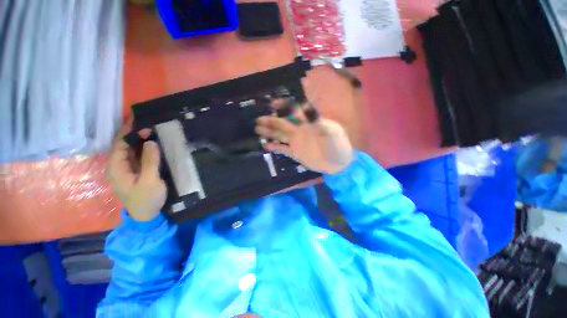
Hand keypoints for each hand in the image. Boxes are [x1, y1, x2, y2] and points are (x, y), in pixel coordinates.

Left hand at [108, 120, 165, 221]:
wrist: (146, 214)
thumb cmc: (146, 199)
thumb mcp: (150, 181)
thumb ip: (150, 161)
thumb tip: (151, 141)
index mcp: (116, 167)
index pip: (119, 144)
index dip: (129, 131)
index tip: (140, 120)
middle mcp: (118, 165)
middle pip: (124, 145)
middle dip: (134, 133)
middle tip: (150, 122)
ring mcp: (127, 168)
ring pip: (131, 149)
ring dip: (140, 139)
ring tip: (153, 129)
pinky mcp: (135, 171)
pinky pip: (138, 155)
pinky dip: (144, 147)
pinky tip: (153, 143)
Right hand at [255, 101, 353, 174]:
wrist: (338, 164)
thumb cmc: (338, 146)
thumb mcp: (332, 132)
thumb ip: (318, 122)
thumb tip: (307, 110)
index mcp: (308, 123)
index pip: (294, 112)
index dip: (284, 107)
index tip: (273, 104)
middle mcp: (300, 130)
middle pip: (283, 124)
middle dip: (271, 121)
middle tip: (258, 119)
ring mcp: (296, 142)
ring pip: (280, 135)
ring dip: (269, 132)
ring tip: (257, 129)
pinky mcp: (295, 153)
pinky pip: (283, 149)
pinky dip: (274, 147)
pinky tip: (265, 145)